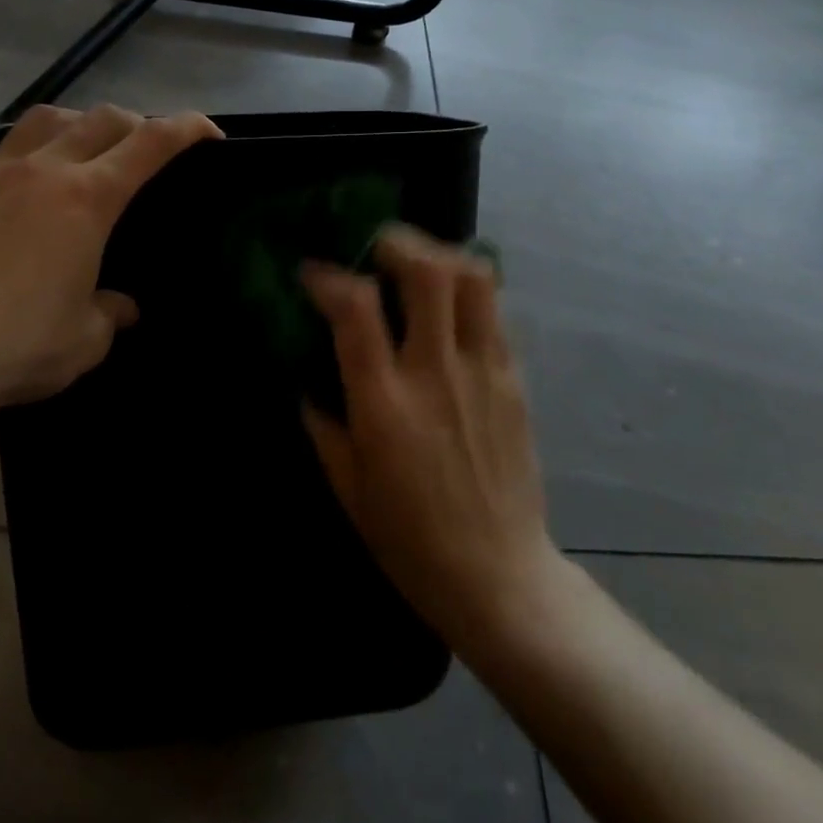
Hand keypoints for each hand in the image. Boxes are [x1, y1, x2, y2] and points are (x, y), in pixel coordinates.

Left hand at [0, 101, 220, 414]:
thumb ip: (112, 312)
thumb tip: (122, 306)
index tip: (210, 134)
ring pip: (38, 122)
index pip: (152, 143)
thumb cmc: (20, 345)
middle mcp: (43, 171)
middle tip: (143, 147)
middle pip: (99, 120)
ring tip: (76, 138)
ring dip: (67, 121)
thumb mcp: (87, 338)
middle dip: (133, 123)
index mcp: (88, 198)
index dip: (187, 128)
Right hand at [302, 226, 559, 656]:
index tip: (313, 273)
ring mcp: (483, 372)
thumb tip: (308, 378)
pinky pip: (493, 313)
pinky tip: (448, 308)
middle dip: (397, 243)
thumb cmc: (410, 540)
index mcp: (385, 404)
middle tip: (376, 249)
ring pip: (473, 279)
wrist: (500, 579)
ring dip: (440, 256)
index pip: (356, 308)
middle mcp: (436, 374)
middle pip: (428, 272)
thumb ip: (323, 423)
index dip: (329, 277)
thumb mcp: (348, 487)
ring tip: (417, 265)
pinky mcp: (514, 379)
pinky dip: (466, 292)